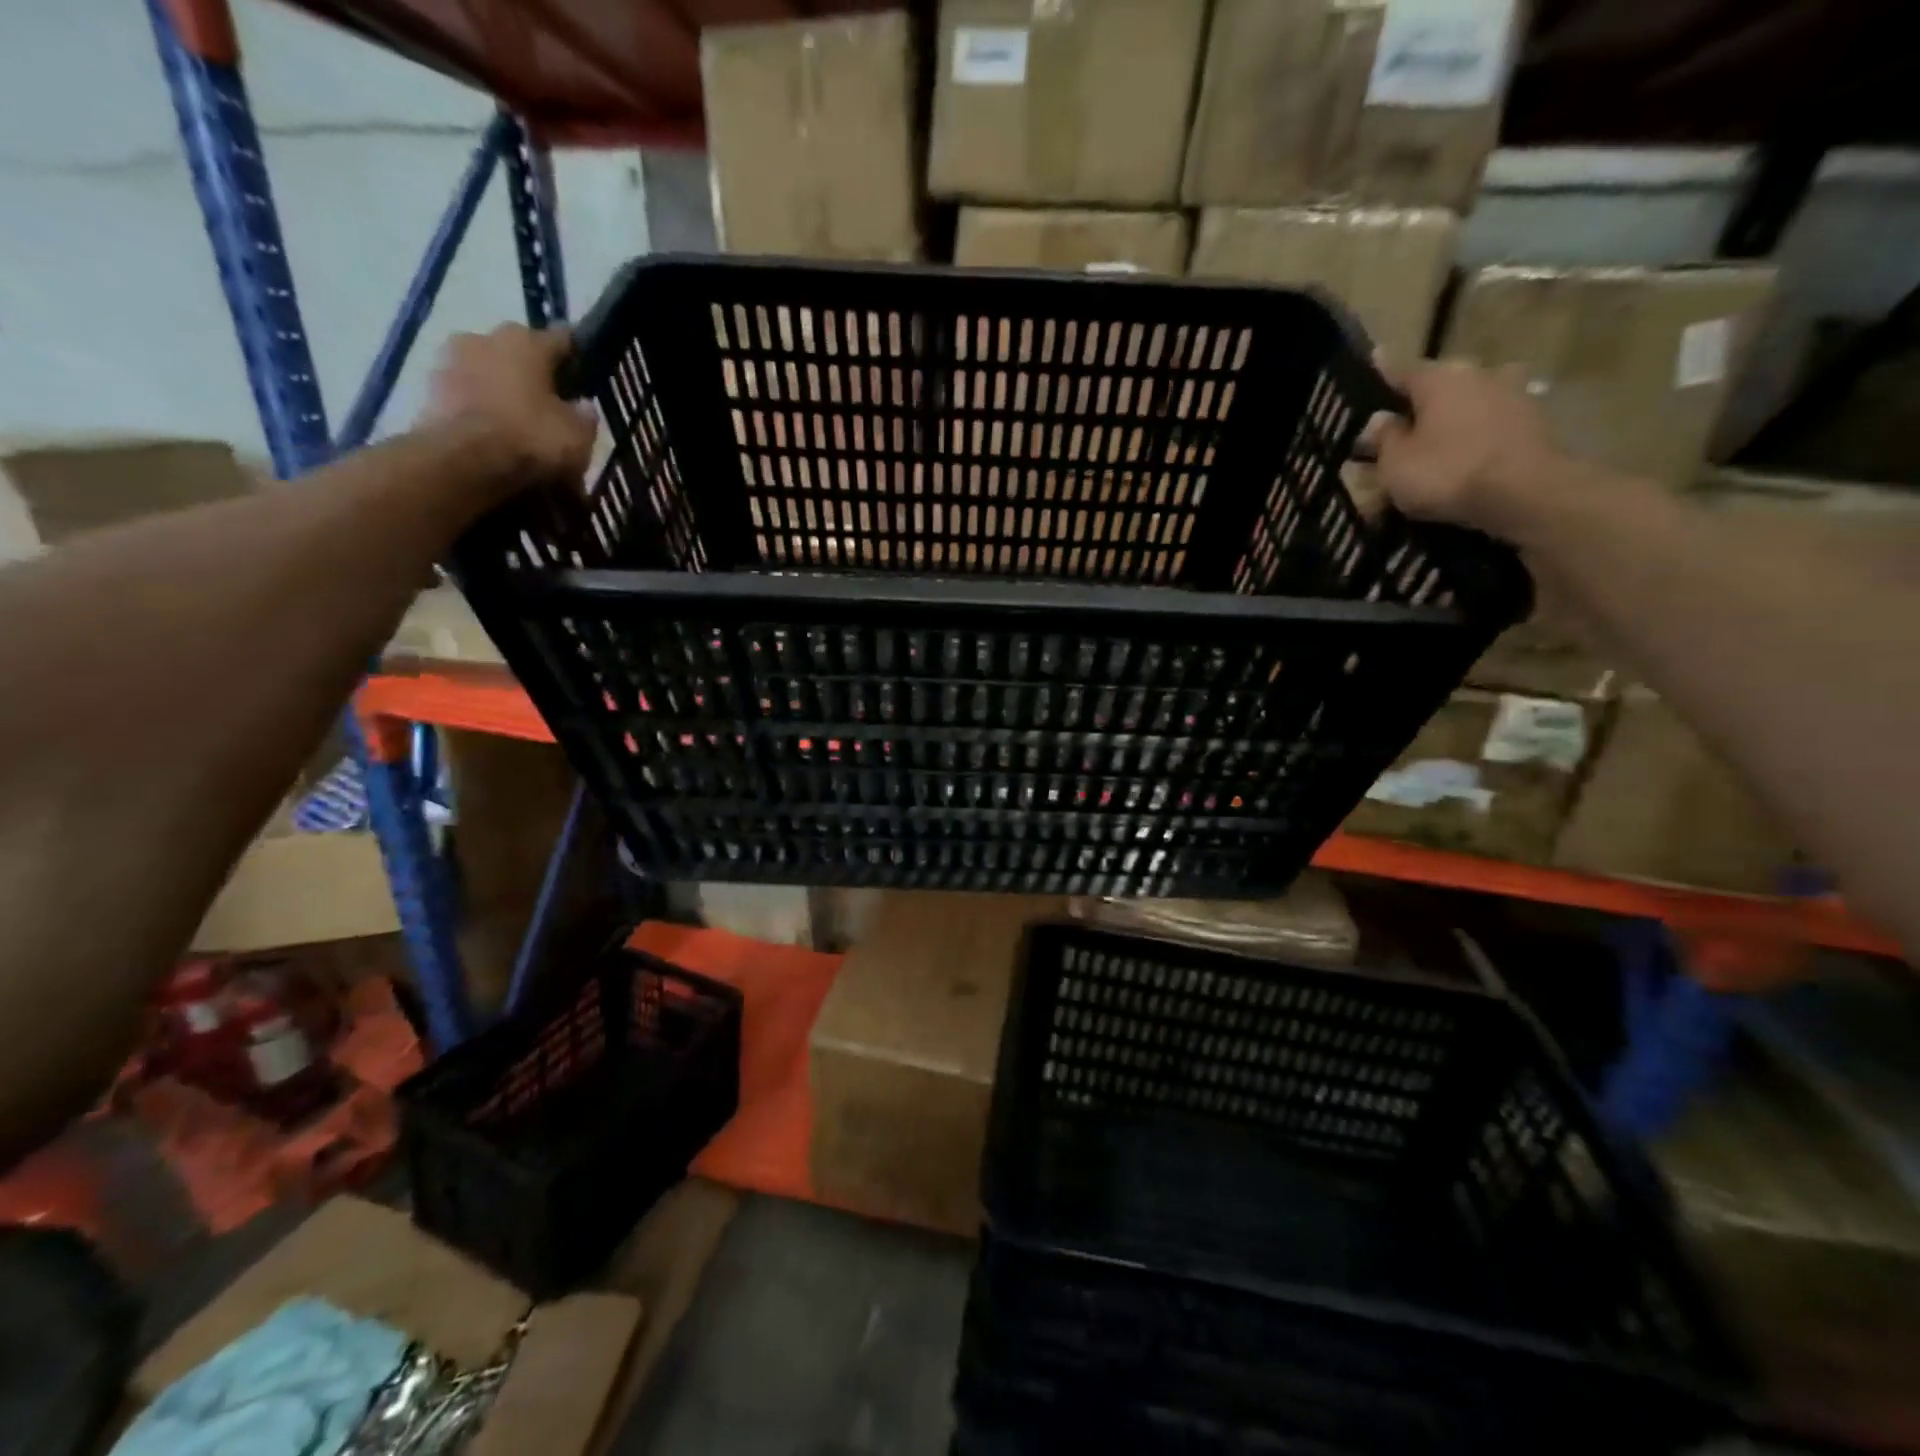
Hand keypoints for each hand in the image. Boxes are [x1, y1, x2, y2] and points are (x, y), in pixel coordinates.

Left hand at [422, 324, 595, 485]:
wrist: (463, 462)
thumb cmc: (531, 438)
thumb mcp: (578, 434)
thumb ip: (583, 415)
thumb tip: (581, 406)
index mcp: (525, 340)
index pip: (561, 338)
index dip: (577, 357)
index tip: (585, 375)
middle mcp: (484, 338)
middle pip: (518, 354)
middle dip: (534, 377)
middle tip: (550, 407)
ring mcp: (450, 362)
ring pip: (489, 375)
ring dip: (503, 393)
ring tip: (519, 426)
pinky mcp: (428, 391)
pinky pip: (467, 398)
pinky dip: (481, 412)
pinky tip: (495, 438)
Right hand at [1369, 360, 1563, 536]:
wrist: (1525, 493)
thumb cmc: (1448, 472)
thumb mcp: (1396, 463)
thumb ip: (1384, 439)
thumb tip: (1380, 420)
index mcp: (1440, 379)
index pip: (1402, 371)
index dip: (1383, 373)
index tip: (1373, 361)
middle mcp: (1478, 376)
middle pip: (1438, 390)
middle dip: (1417, 407)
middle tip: (1397, 429)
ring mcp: (1512, 397)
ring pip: (1465, 409)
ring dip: (1448, 424)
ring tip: (1430, 450)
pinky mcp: (1532, 425)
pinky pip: (1488, 429)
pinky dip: (1473, 441)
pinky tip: (1462, 461)